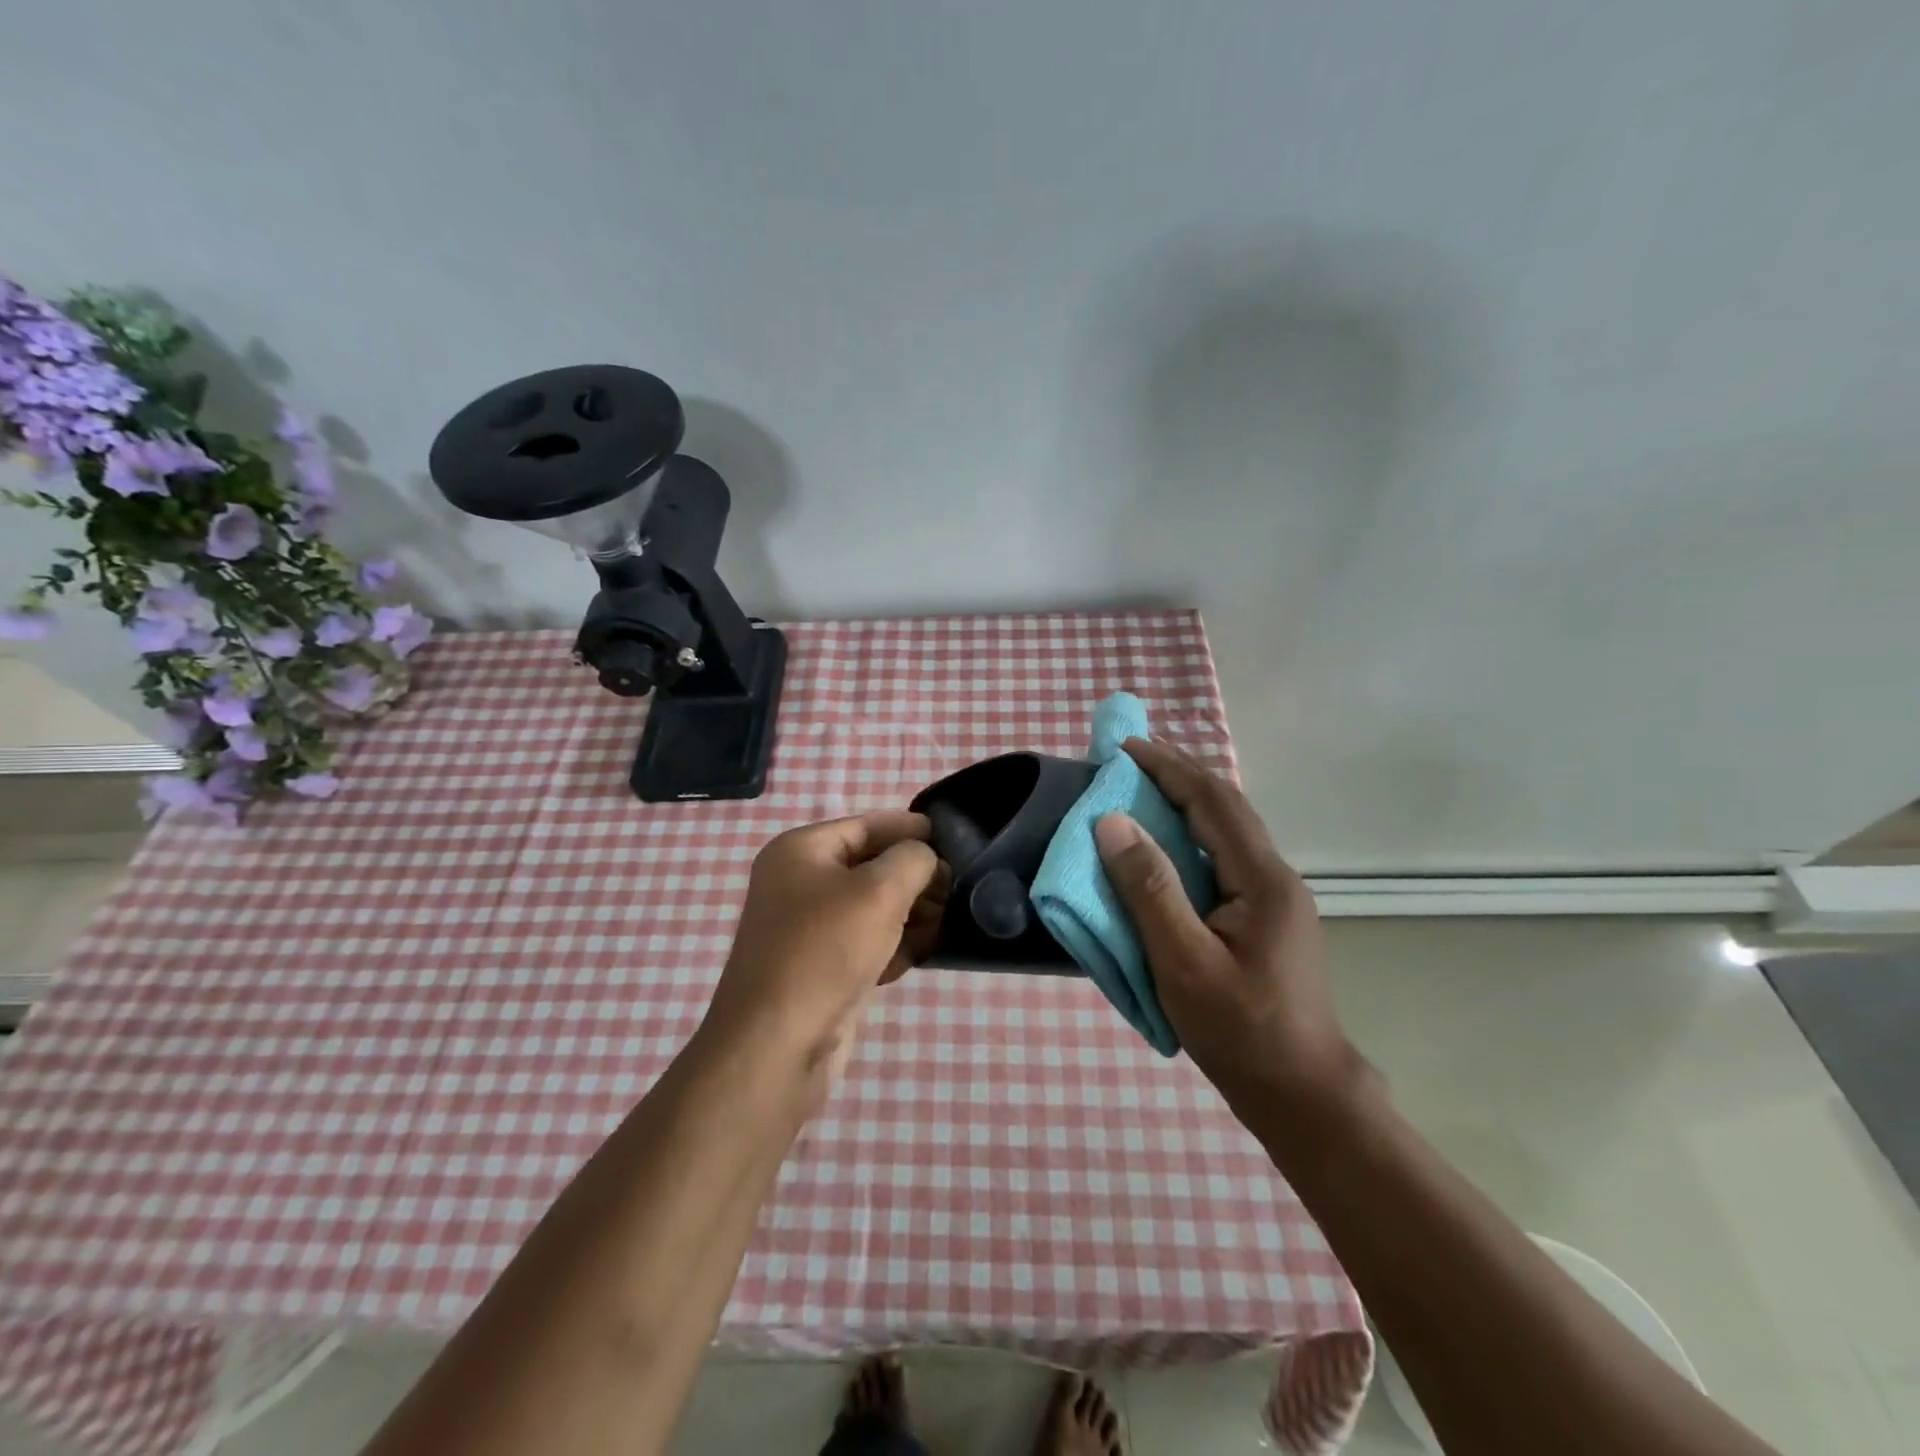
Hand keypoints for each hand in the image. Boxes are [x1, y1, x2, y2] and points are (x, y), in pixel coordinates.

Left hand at [703, 812, 947, 1090]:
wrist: (778, 1045)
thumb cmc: (826, 951)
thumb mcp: (880, 891)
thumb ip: (913, 859)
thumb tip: (926, 859)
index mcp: (801, 850)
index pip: (867, 825)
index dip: (911, 829)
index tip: (955, 841)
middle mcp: (799, 883)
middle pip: (872, 866)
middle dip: (915, 878)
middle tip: (956, 891)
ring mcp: (808, 928)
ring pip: (873, 907)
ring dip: (910, 914)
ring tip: (943, 925)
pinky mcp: (821, 967)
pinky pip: (865, 942)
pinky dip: (892, 946)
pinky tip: (914, 959)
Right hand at [1093, 740, 1359, 1116]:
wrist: (1301, 1095)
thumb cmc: (1240, 1030)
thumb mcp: (1182, 960)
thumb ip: (1148, 888)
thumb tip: (1111, 822)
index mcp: (1262, 879)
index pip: (1212, 801)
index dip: (1169, 768)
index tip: (1125, 748)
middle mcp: (1274, 877)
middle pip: (1225, 808)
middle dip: (1178, 775)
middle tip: (1130, 759)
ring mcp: (1273, 899)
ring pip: (1225, 832)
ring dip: (1184, 804)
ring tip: (1141, 791)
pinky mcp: (1263, 919)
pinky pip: (1221, 859)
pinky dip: (1188, 838)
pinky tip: (1165, 847)